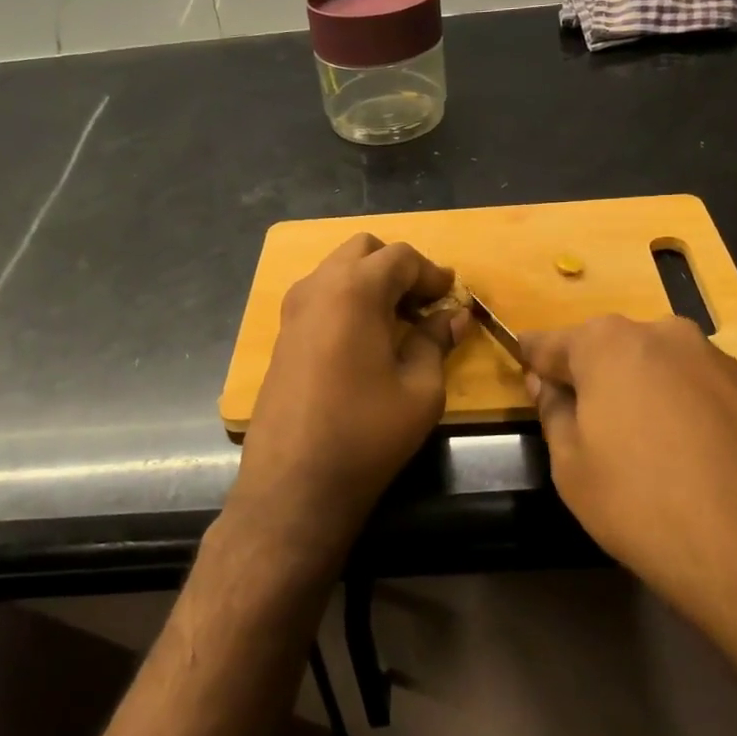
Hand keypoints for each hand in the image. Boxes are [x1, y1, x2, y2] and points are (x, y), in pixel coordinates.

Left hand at [229, 234, 466, 565]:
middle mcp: (318, 287)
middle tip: (423, 303)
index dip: (431, 272)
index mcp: (355, 290)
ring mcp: (293, 310)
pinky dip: (347, 299)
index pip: (400, 257)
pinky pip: (320, 295)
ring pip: (337, 269)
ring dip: (370, 281)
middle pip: (363, 250)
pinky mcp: (282, 335)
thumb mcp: (420, 389)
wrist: (293, 484)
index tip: (451, 295)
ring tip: (396, 319)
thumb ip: (436, 341)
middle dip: (397, 267)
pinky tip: (365, 337)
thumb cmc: (366, 434)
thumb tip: (454, 317)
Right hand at [519, 316, 736, 621]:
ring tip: (639, 451)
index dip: (531, 361)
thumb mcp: (572, 467)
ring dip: (636, 394)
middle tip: (583, 427)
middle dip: (589, 379)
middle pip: (606, 350)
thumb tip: (549, 384)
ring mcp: (714, 358)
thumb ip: (553, 413)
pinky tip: (683, 459)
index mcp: (607, 342)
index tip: (523, 376)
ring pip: (653, 368)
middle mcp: (662, 333)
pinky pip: (692, 389)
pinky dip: (676, 410)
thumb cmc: (644, 505)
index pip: (549, 343)